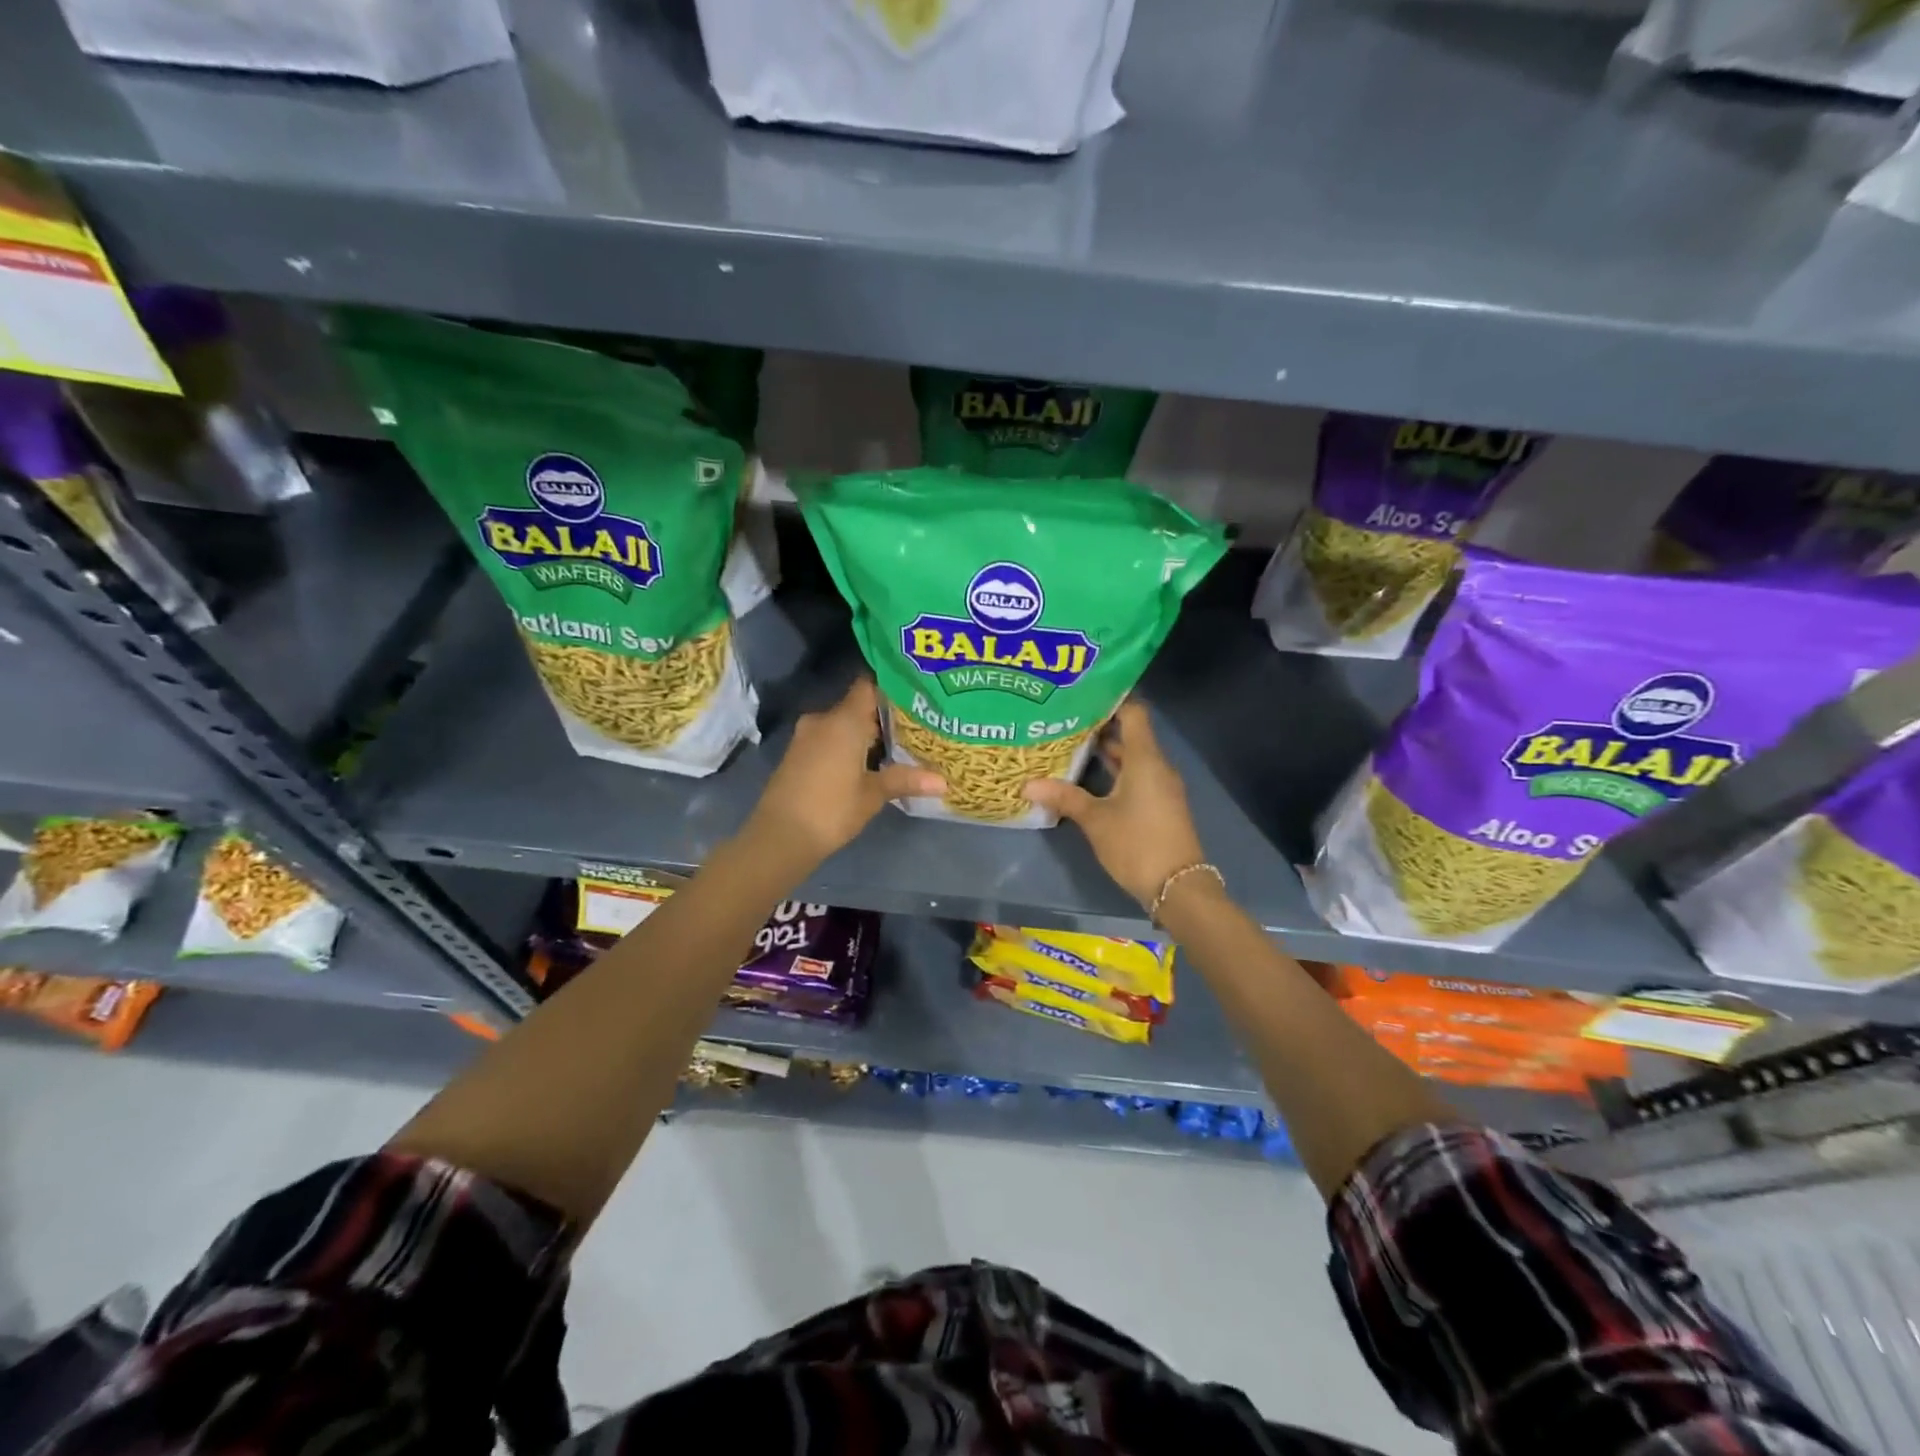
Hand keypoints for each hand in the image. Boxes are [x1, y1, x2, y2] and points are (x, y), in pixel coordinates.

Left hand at [744, 677, 944, 870]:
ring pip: (843, 724)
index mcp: (844, 720)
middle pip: (858, 706)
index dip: (892, 686)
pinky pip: (829, 738)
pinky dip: (848, 745)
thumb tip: (944, 781)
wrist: (779, 836)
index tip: (916, 694)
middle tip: (917, 725)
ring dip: (865, 733)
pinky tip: (868, 762)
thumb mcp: (873, 794)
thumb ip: (906, 780)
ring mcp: (806, 736)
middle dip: (884, 716)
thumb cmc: (832, 809)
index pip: (869, 685)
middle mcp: (823, 719)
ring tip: (898, 745)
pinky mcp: (797, 753)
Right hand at [1022, 701, 1205, 907]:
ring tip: (1071, 745)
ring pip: (1133, 758)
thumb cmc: (1137, 843)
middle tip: (1066, 720)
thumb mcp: (1095, 820)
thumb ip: (1064, 798)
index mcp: (1145, 759)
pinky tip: (1089, 778)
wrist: (1178, 887)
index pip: (1133, 712)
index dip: (1111, 699)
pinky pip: (1137, 777)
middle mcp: (1157, 766)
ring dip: (1107, 752)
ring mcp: (1161, 787)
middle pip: (1131, 734)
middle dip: (1100, 727)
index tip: (1082, 695)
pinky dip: (1116, 772)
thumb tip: (1028, 785)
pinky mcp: (1160, 805)